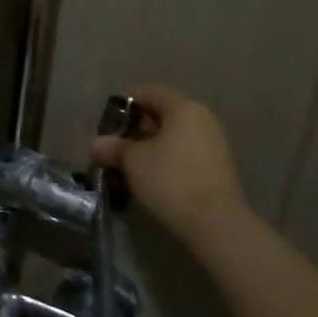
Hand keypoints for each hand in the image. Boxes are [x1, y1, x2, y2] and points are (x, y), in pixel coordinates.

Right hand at [91, 85, 245, 246]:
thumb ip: (114, 147)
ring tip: (131, 166)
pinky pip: (185, 154)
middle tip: (116, 148)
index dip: (125, 106)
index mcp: (183, 108)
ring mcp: (214, 144)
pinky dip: (167, 161)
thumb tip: (99, 144)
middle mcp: (202, 119)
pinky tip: (152, 179)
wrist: (215, 223)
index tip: (109, 124)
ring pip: (174, 136)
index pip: (149, 93)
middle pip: (163, 114)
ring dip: (151, 147)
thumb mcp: (132, 161)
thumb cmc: (169, 179)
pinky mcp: (218, 168)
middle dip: (137, 129)